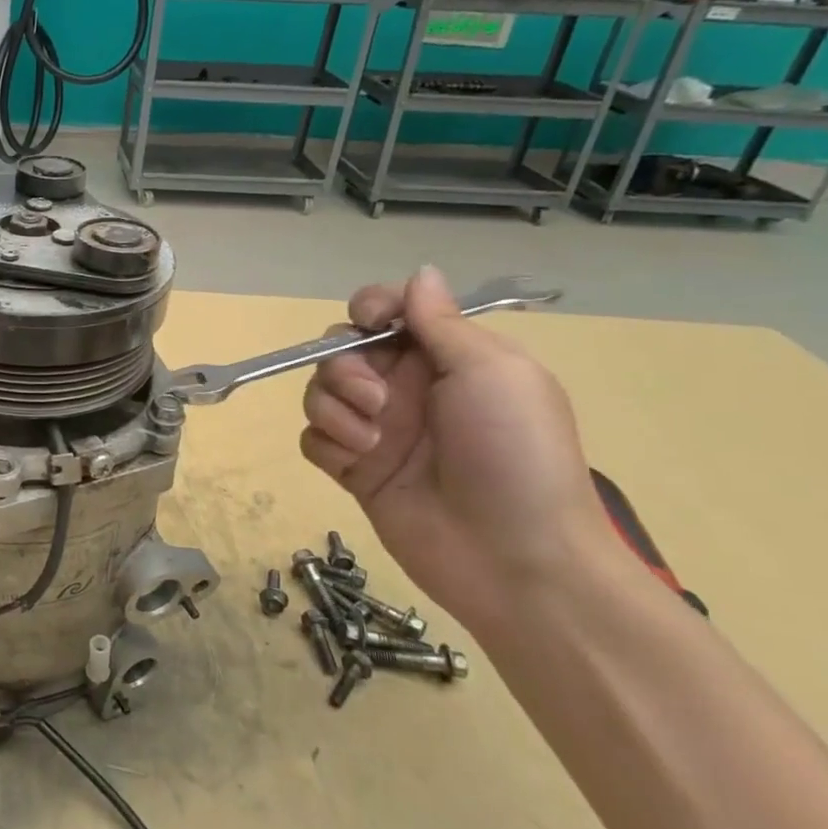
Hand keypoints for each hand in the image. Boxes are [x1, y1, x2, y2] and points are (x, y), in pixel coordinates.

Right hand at [299, 266, 614, 632]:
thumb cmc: (514, 453)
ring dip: (335, 409)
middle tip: (377, 401)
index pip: (387, 312)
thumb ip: (443, 323)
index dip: (370, 309)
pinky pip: (313, 438)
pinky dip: (329, 445)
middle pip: (340, 350)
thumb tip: (419, 272)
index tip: (371, 324)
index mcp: (443, 358)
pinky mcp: (353, 469)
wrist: (514, 557)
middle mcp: (404, 388)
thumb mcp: (492, 372)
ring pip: (318, 392)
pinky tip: (358, 464)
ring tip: (372, 441)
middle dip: (345, 368)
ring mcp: (376, 430)